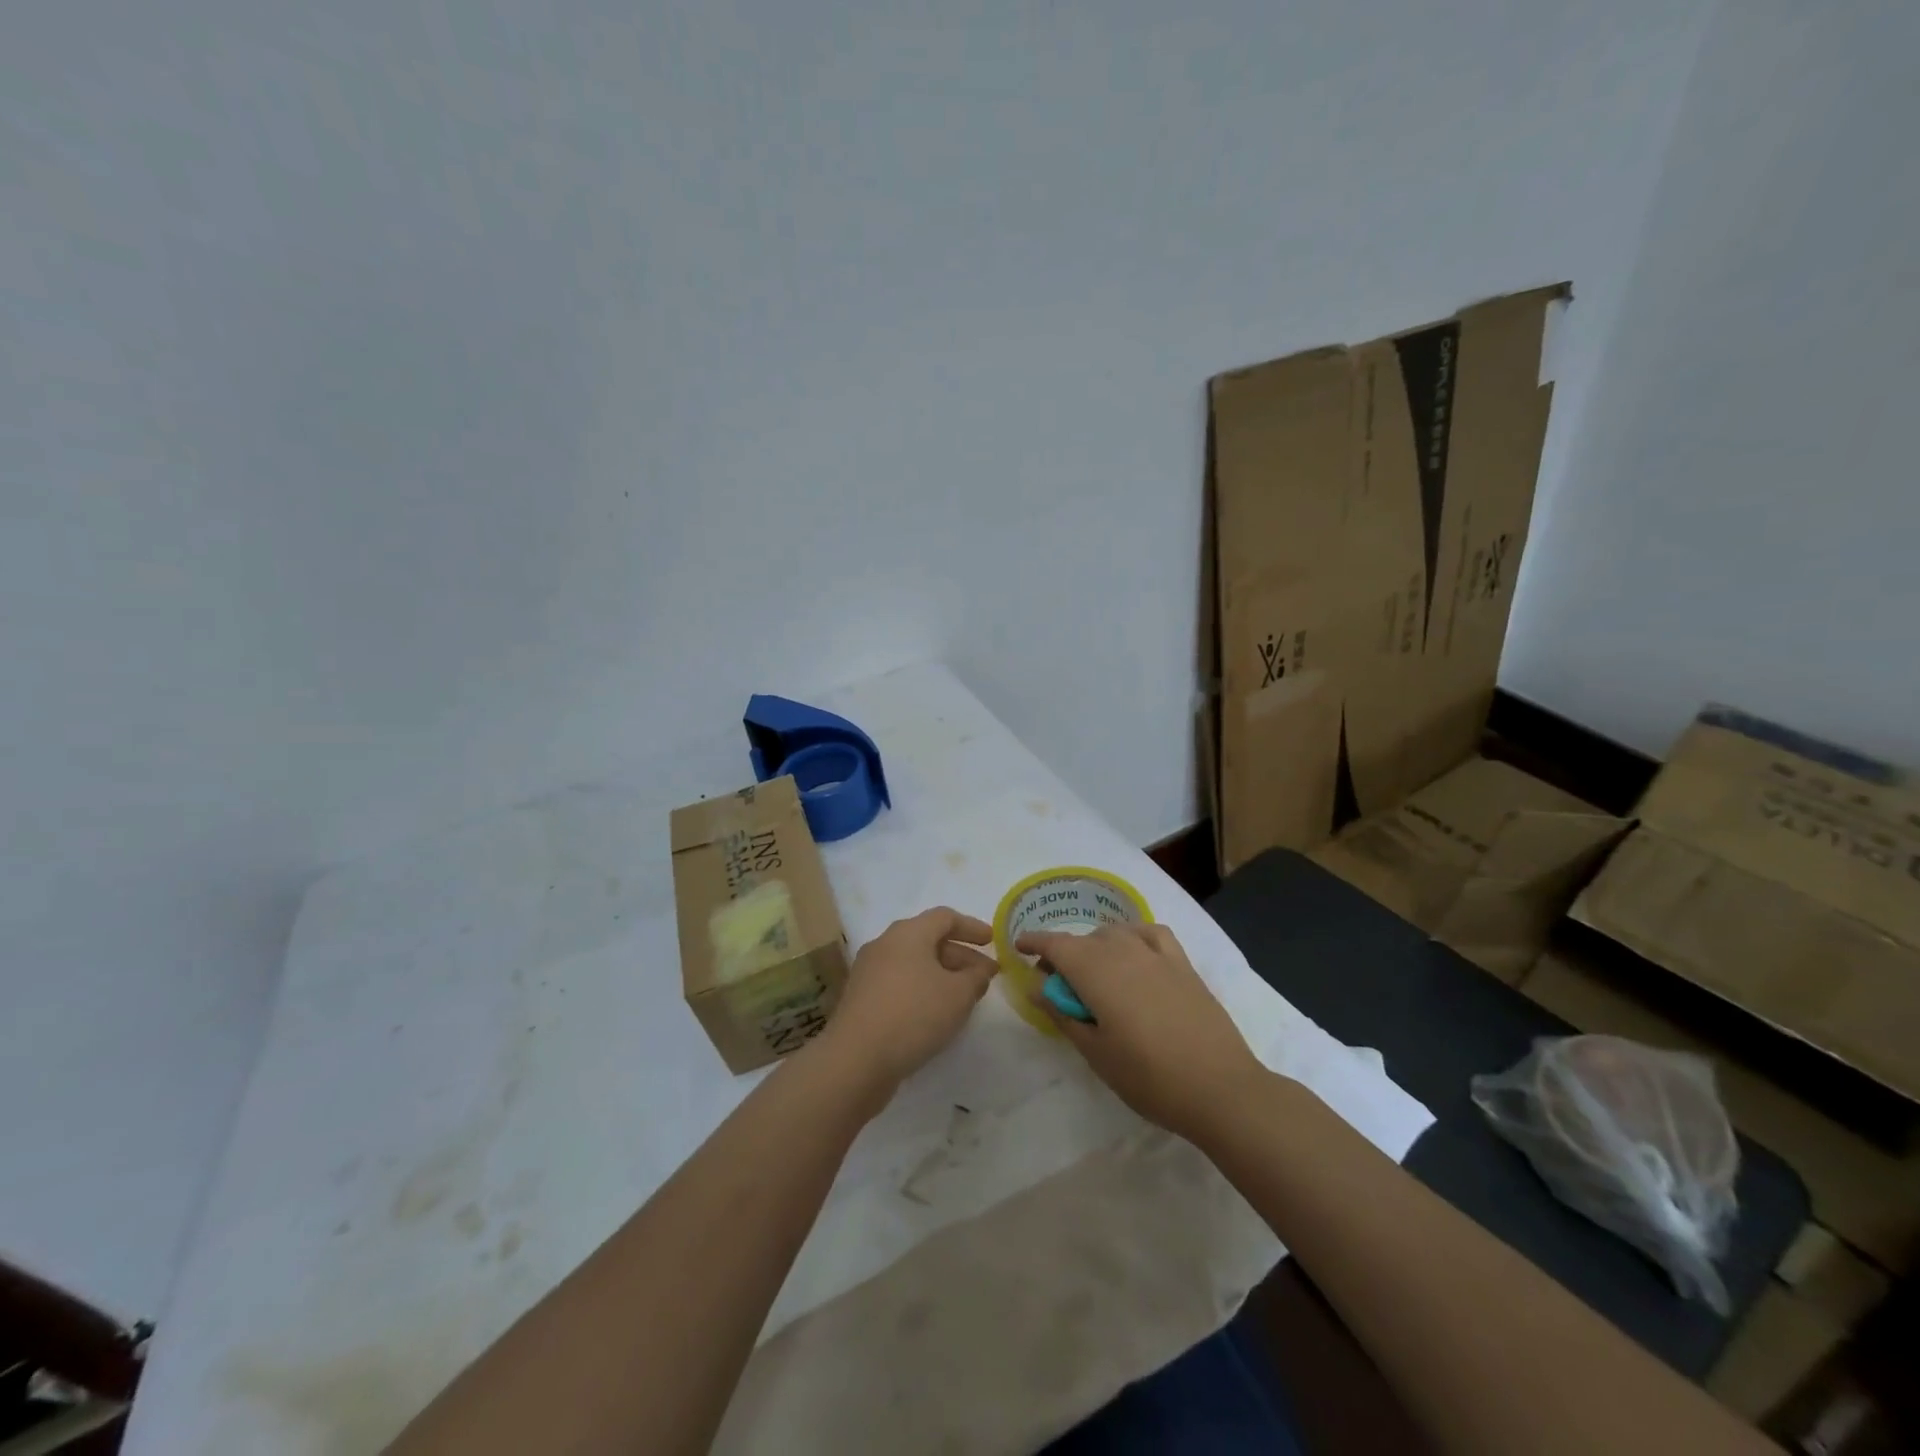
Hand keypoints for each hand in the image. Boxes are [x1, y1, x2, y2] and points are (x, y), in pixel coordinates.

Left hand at [815, 906, 997, 1102]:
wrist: (855, 1059)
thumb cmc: (913, 1014)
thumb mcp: (958, 995)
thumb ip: (976, 978)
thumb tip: (980, 970)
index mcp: (908, 933)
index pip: (945, 917)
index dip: (972, 927)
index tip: (992, 941)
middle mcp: (885, 944)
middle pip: (928, 940)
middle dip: (960, 956)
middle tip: (984, 976)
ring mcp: (869, 971)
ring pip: (913, 963)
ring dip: (942, 975)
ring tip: (964, 997)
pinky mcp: (861, 998)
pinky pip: (900, 983)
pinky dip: (922, 990)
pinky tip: (935, 1014)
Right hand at [1017, 923, 1265, 1141]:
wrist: (1220, 1088)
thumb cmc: (1149, 1077)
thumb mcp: (1095, 1052)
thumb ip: (1063, 1013)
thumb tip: (1037, 986)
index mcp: (1096, 971)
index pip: (1056, 944)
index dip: (1034, 942)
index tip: (1019, 947)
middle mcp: (1124, 951)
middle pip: (1084, 939)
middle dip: (1064, 952)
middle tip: (1056, 983)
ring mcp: (1157, 955)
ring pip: (1116, 933)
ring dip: (1096, 945)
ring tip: (1094, 972)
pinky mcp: (1183, 964)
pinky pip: (1151, 934)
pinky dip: (1134, 936)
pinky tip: (1135, 953)